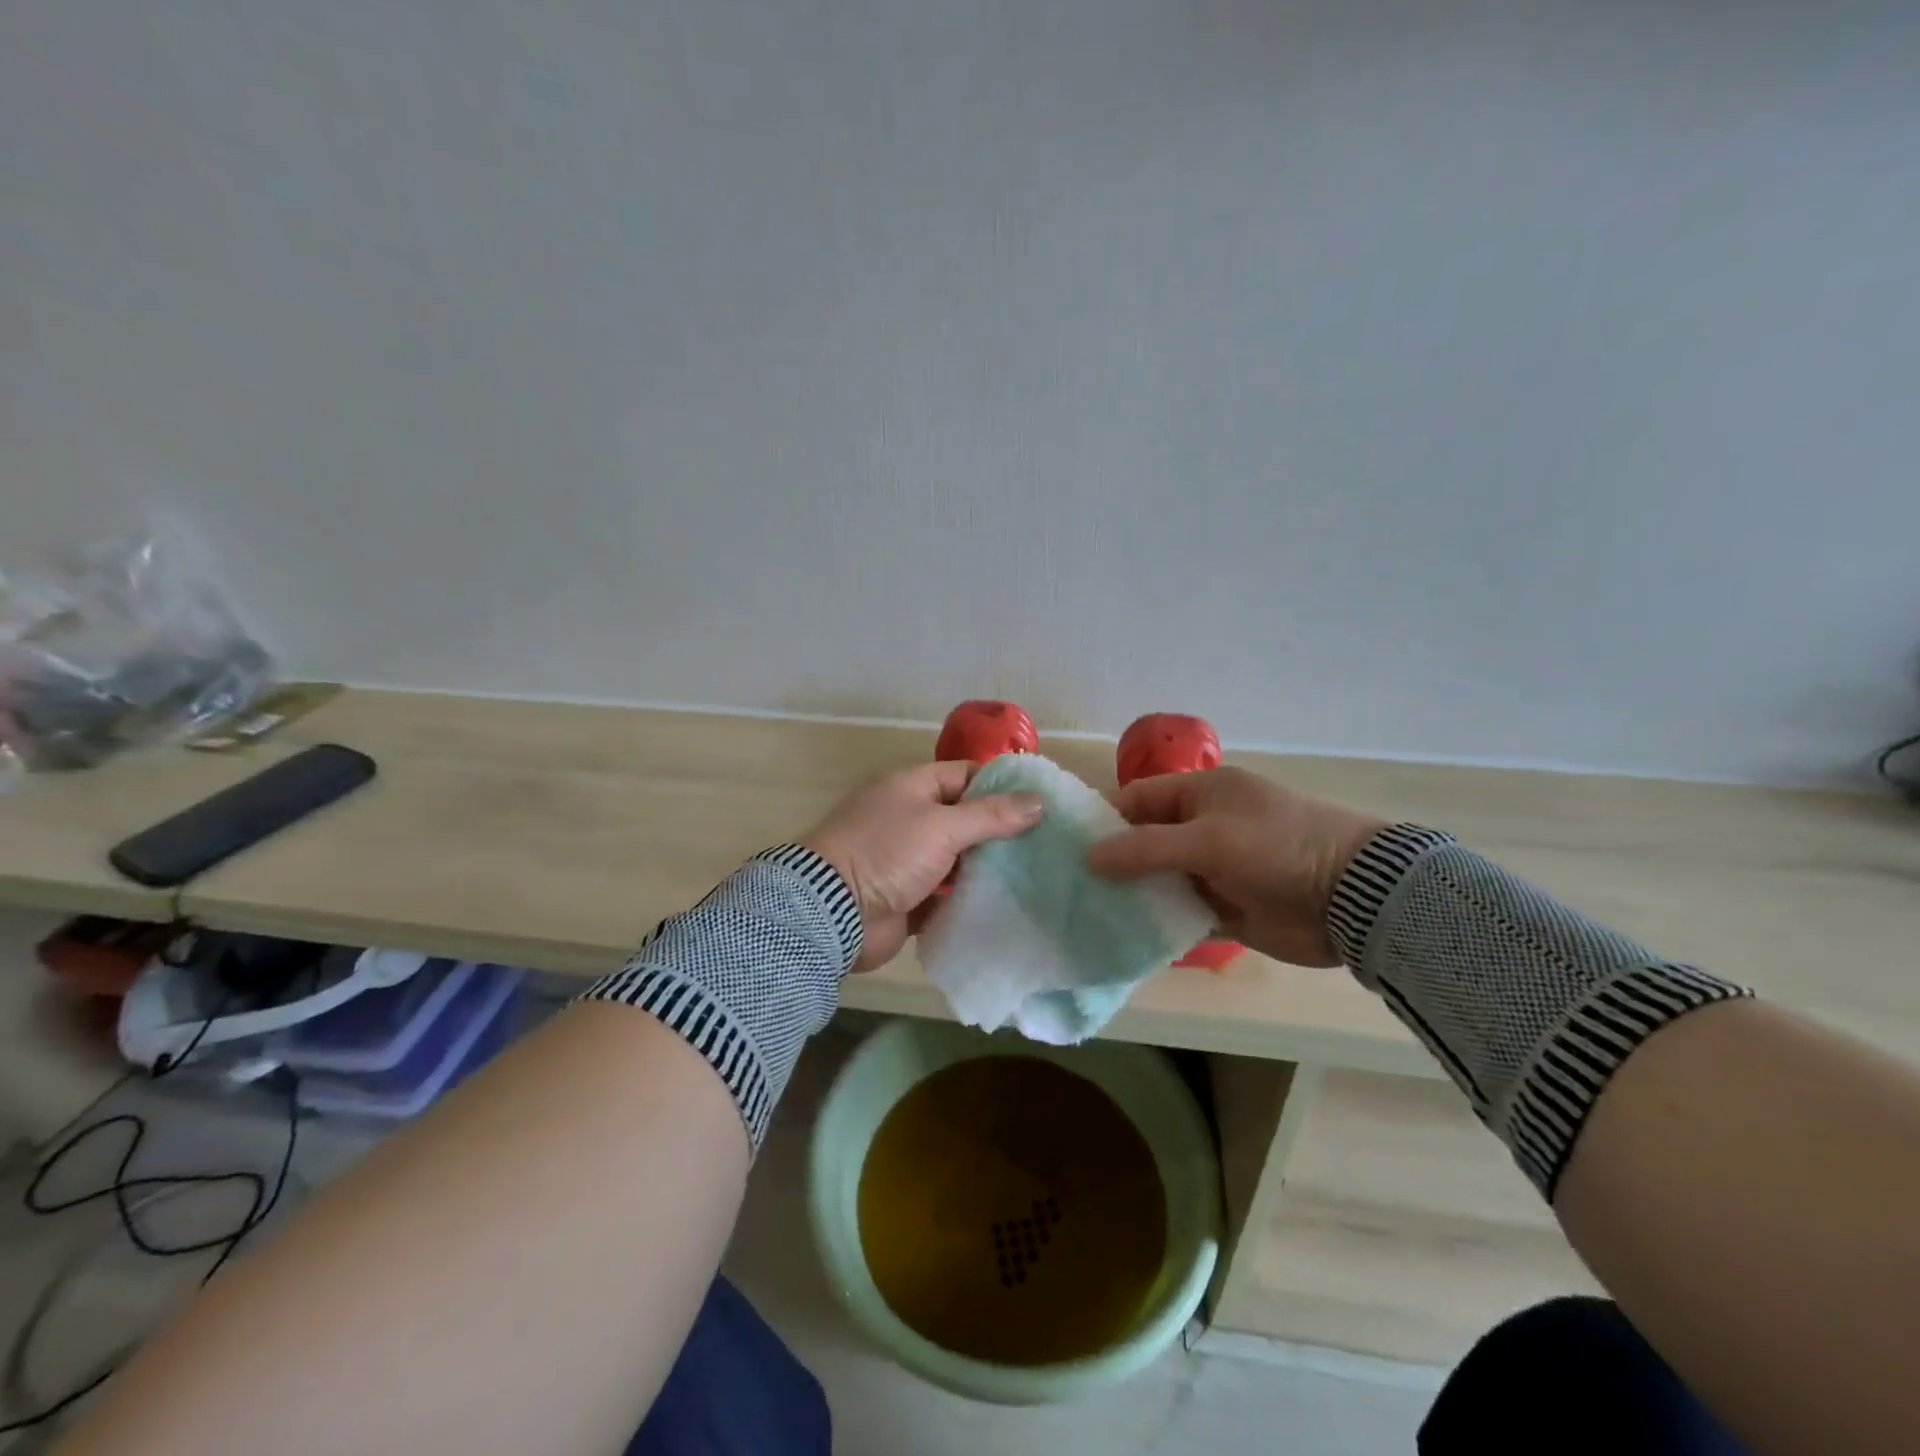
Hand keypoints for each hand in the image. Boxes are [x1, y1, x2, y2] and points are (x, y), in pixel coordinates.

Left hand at [801, 762, 1044, 971]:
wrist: (831, 912)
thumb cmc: (886, 853)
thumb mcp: (942, 826)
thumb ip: (991, 816)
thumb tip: (1039, 801)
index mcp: (912, 787)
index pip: (966, 775)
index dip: (1002, 785)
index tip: (1041, 803)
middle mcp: (910, 818)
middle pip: (965, 819)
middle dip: (1001, 831)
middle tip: (1046, 844)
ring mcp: (907, 859)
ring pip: (958, 858)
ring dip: (988, 867)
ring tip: (1036, 875)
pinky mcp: (907, 897)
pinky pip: (946, 894)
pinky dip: (969, 898)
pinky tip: (1006, 903)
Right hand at [1085, 767, 1388, 966]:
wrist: (1354, 898)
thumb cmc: (1276, 849)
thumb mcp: (1208, 839)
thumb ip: (1145, 848)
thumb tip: (1088, 857)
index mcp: (1202, 793)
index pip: (1139, 799)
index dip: (1105, 820)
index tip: (1069, 848)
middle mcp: (1204, 827)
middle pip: (1144, 842)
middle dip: (1113, 863)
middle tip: (1069, 887)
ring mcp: (1215, 870)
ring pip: (1159, 879)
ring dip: (1132, 895)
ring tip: (1087, 915)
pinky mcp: (1226, 908)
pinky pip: (1180, 912)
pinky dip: (1158, 922)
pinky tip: (1125, 937)